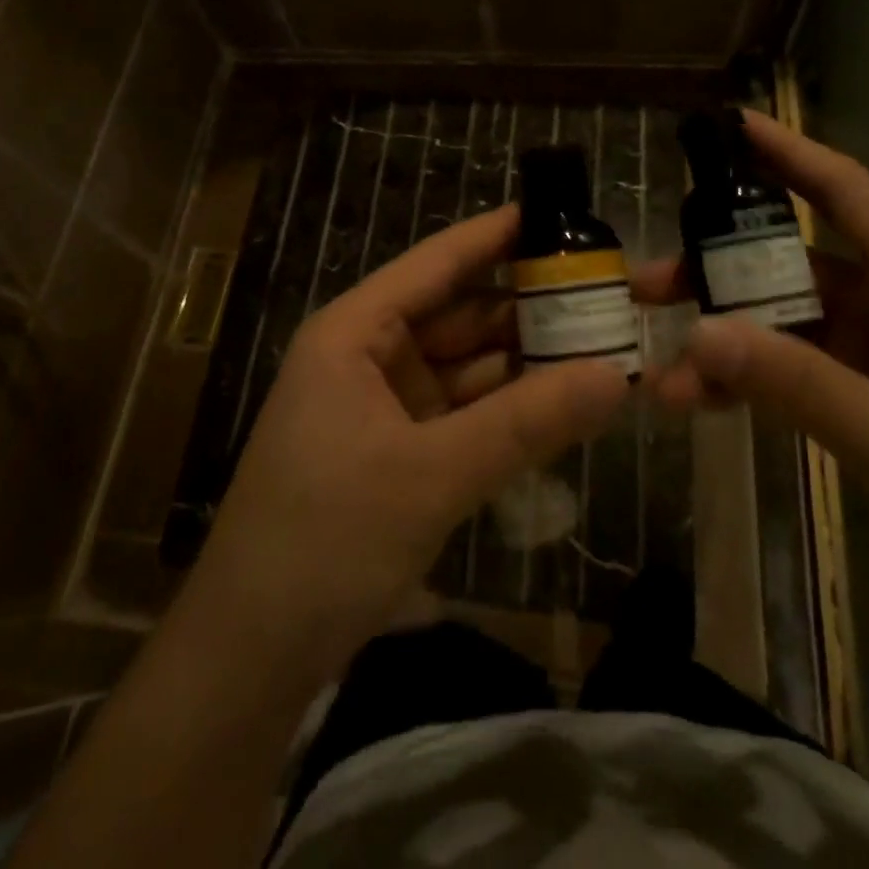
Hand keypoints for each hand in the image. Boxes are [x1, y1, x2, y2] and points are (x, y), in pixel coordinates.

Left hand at [191, 205, 628, 674]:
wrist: (252, 654)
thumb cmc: (327, 537)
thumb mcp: (432, 474)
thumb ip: (526, 422)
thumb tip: (616, 376)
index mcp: (355, 332)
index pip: (436, 263)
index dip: (496, 236)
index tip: (559, 214)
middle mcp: (367, 356)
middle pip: (458, 314)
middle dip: (527, 308)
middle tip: (606, 297)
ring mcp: (382, 406)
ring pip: (465, 367)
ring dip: (524, 362)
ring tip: (601, 345)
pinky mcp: (396, 452)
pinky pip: (462, 413)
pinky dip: (506, 410)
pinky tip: (561, 404)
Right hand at [642, 110, 868, 649]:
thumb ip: (798, 382)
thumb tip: (698, 329)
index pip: (849, 195)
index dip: (790, 153)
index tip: (729, 124)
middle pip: (792, 262)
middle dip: (718, 268)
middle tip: (646, 283)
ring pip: (782, 323)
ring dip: (724, 341)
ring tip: (663, 373)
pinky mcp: (862, 398)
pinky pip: (789, 371)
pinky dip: (746, 382)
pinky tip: (701, 405)